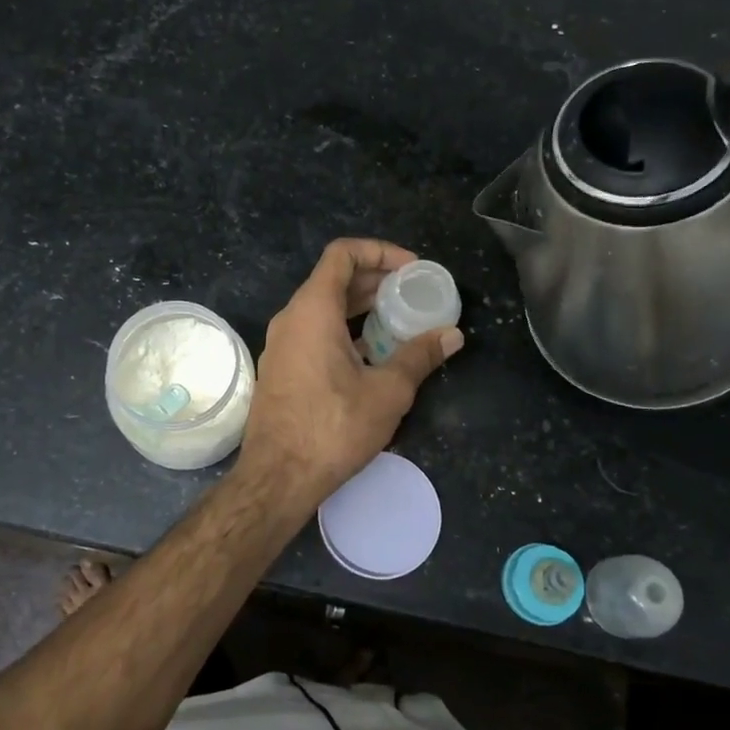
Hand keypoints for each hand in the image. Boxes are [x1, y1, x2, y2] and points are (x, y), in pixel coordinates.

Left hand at [236, 238, 462, 514]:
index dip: (380, 251)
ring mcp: (282, 344)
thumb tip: (453, 335)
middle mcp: (291, 318)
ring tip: (400, 321)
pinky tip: (373, 355)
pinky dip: (344, 331)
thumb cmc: (333, 428)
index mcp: (313, 310)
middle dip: (377, 280)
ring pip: (324, 308)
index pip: (343, 253)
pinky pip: (314, 332)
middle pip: (334, 280)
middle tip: (414, 294)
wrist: (277, 477)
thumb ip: (420, 356)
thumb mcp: (387, 391)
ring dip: (361, 308)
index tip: (412, 270)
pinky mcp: (282, 368)